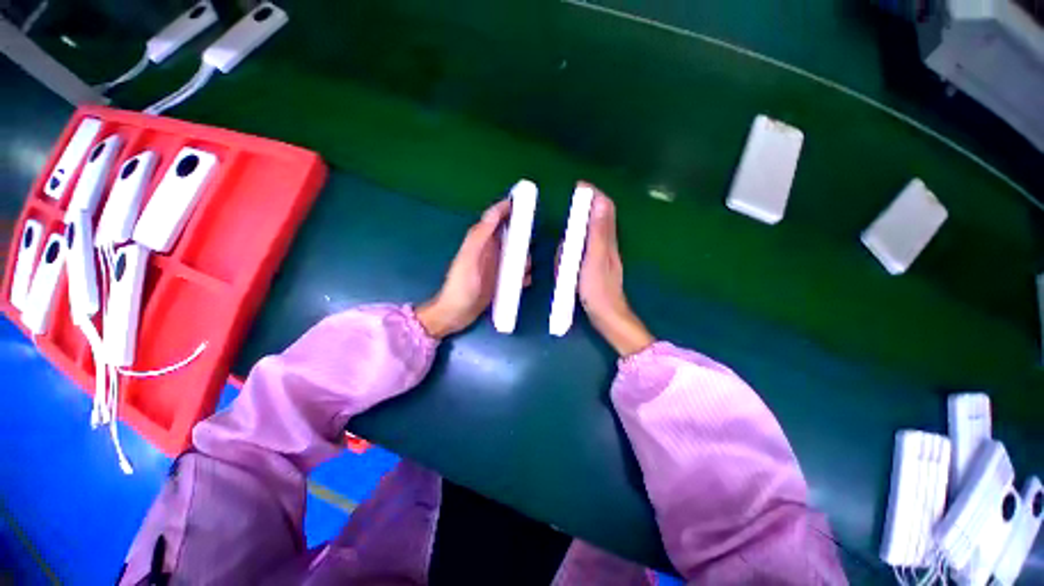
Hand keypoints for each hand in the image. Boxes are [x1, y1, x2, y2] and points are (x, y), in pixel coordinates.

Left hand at [417, 199, 528, 338]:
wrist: (456, 314)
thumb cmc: (460, 285)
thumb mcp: (469, 258)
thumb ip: (480, 236)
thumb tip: (494, 212)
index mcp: (480, 242)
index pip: (495, 219)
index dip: (507, 208)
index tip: (524, 199)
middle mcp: (490, 252)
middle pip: (509, 235)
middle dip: (522, 234)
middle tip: (533, 236)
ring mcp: (496, 268)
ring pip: (516, 255)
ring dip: (525, 257)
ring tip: (529, 264)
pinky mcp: (501, 282)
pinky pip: (517, 274)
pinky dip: (524, 275)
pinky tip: (526, 279)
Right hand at [577, 185, 654, 355]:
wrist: (607, 316)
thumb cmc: (598, 289)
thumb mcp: (594, 259)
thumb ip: (597, 233)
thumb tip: (600, 202)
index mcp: (607, 241)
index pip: (605, 210)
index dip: (595, 196)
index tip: (580, 186)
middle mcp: (608, 245)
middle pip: (600, 219)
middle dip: (587, 209)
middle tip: (572, 206)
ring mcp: (603, 257)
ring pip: (593, 233)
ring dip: (582, 227)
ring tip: (570, 227)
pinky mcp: (597, 267)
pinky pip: (587, 249)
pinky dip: (578, 245)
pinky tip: (570, 252)